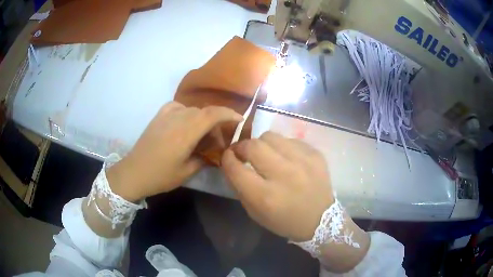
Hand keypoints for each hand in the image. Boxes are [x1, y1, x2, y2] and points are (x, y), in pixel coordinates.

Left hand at [107, 102, 242, 201]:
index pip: (213, 114)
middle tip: (217, 140)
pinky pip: (178, 107)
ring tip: (201, 135)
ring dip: (202, 119)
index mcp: (186, 132)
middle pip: (204, 112)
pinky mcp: (158, 116)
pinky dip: (187, 112)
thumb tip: (214, 152)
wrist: (134, 172)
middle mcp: (177, 118)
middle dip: (216, 123)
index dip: (229, 114)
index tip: (239, 120)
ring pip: (193, 109)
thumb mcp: (187, 171)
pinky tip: (185, 123)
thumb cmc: (161, 176)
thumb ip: (204, 158)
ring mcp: (166, 115)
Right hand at [221, 131, 333, 241]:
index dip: (227, 159)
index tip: (227, 156)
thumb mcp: (256, 213)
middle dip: (241, 146)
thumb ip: (240, 188)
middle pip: (253, 146)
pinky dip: (282, 147)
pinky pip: (290, 140)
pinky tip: (286, 158)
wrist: (321, 220)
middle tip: (243, 152)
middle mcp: (284, 175)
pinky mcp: (315, 154)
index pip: (236, 168)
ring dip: (262, 144)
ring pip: (271, 136)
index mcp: (265, 196)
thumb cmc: (285, 221)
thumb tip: (233, 164)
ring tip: (265, 154)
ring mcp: (302, 162)